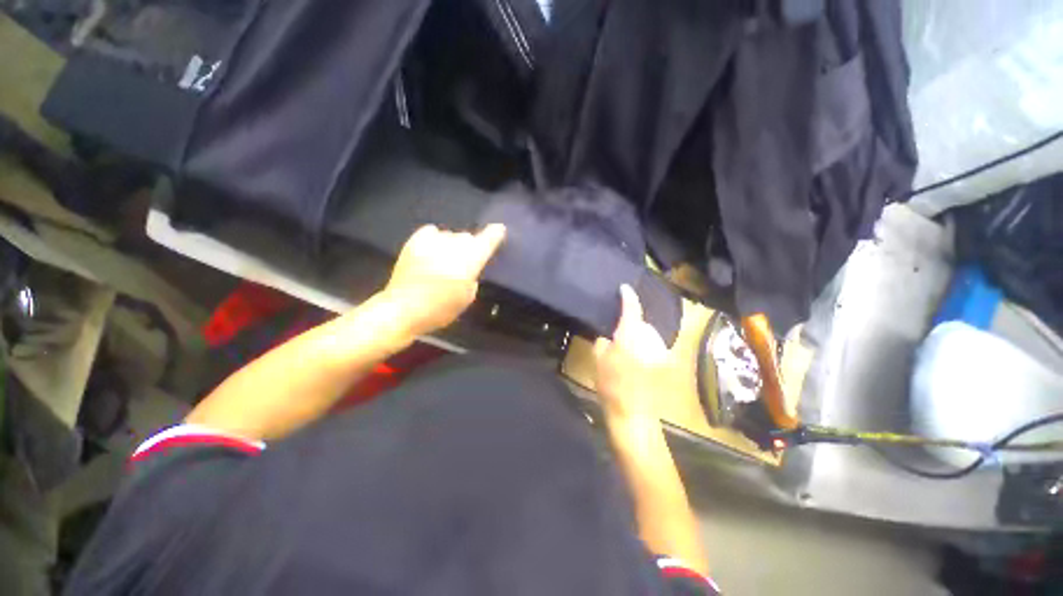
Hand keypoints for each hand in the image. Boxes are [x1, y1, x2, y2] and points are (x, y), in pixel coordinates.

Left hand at [383, 224, 505, 336]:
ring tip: (444, 260)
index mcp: (470, 260)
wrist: (403, 309)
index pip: (488, 239)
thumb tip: (470, 265)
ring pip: (451, 235)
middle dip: (469, 247)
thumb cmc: (440, 309)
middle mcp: (454, 246)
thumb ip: (473, 276)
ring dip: (452, 245)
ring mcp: (433, 241)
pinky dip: (435, 239)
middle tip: (463, 263)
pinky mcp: (415, 241)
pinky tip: (432, 250)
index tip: (499, 229)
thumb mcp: (467, 297)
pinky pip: (432, 231)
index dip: (495, 233)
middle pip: (468, 237)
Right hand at [594, 285, 670, 424]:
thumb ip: (603, 342)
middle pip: (641, 323)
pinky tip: (638, 359)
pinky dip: (646, 346)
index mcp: (630, 335)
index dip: (628, 296)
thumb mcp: (598, 360)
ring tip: (628, 348)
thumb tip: (609, 336)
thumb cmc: (611, 385)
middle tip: (619, 333)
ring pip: (649, 335)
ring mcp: (659, 350)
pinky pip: (654, 346)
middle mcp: (649, 339)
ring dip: (639, 336)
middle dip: (632, 324)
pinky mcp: (665, 362)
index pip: (632, 309)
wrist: (633, 413)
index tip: (625, 288)